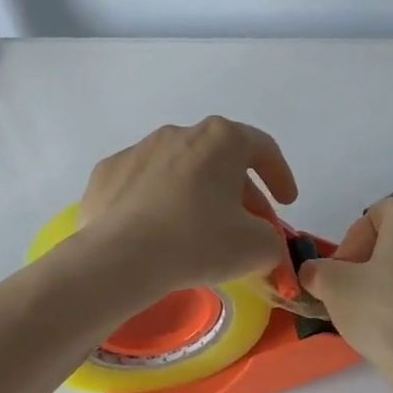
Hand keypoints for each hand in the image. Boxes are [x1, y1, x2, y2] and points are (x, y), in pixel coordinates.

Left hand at [78, 117, 297, 292]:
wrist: (119, 259)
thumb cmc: (199, 242)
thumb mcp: (257, 248)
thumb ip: (272, 240)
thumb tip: (261, 243)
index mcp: (221, 140)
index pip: (263, 149)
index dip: (281, 176)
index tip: (286, 203)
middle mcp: (179, 133)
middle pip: (220, 160)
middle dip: (239, 192)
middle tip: (246, 226)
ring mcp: (138, 150)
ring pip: (180, 170)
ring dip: (197, 194)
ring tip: (200, 231)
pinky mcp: (106, 174)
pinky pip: (143, 186)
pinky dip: (156, 204)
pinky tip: (157, 234)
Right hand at [298, 196, 392, 379]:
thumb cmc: (383, 312)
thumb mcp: (334, 286)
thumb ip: (317, 270)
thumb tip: (312, 272)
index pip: (370, 218)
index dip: (349, 247)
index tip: (339, 277)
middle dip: (367, 260)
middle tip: (351, 292)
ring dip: (387, 277)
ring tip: (372, 309)